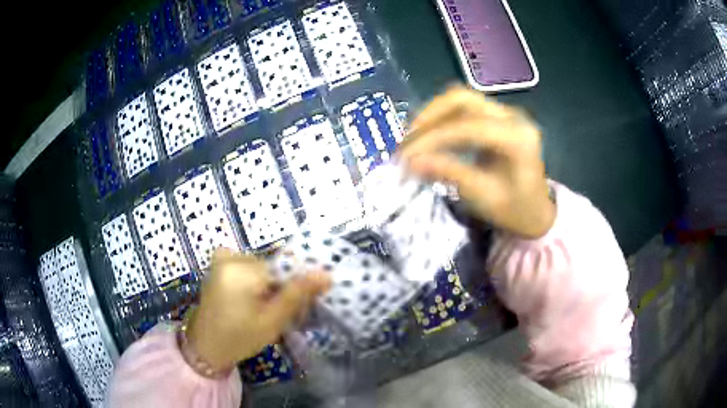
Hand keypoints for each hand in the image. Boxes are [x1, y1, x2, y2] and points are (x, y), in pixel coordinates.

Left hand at [186, 249, 330, 370]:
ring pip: (262, 267)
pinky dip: (256, 279)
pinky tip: (252, 298)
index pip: (285, 267)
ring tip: (266, 310)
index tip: (302, 304)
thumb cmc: (239, 338)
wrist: (205, 346)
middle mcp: (232, 256)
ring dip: (269, 285)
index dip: (297, 285)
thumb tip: (326, 274)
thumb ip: (297, 294)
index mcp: (243, 269)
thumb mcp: (272, 321)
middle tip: (282, 313)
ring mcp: (223, 259)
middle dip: (282, 287)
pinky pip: (248, 265)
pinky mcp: (218, 264)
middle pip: (273, 266)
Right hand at [399, 87, 554, 238]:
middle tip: (407, 140)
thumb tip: (411, 162)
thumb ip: (449, 173)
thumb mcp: (483, 196)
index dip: (434, 138)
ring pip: (461, 100)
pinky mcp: (497, 118)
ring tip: (412, 139)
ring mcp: (505, 114)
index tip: (407, 155)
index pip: (469, 126)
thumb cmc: (516, 210)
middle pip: (463, 99)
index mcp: (518, 138)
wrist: (537, 213)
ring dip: (432, 115)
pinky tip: (429, 136)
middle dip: (429, 116)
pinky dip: (442, 119)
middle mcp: (513, 117)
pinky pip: (464, 109)